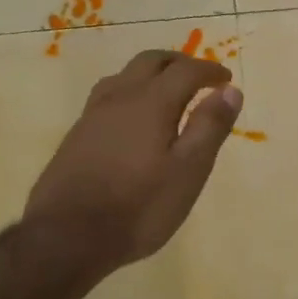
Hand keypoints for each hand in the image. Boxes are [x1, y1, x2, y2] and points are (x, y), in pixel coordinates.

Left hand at [25, 50, 242, 272]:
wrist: (66, 237)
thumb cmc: (139, 206)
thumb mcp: (188, 171)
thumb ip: (210, 127)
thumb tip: (230, 90)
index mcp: (152, 102)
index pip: (186, 70)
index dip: (209, 71)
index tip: (226, 79)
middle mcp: (120, 97)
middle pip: (150, 61)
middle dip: (178, 63)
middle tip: (198, 78)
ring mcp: (93, 114)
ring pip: (124, 76)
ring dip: (150, 74)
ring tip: (165, 93)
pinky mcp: (76, 135)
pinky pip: (107, 96)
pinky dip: (129, 93)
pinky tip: (130, 120)